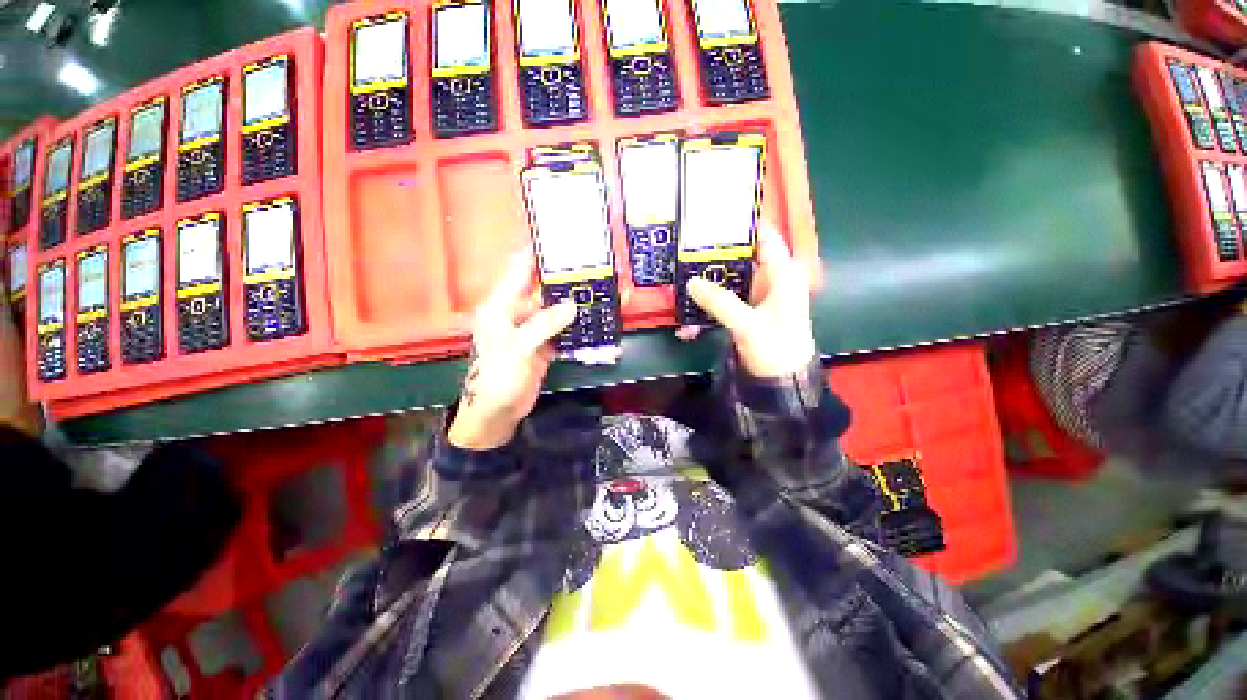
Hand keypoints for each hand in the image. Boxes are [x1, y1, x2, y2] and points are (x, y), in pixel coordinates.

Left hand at [448, 254, 576, 450]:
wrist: (498, 413)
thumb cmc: (497, 378)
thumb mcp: (516, 349)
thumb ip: (543, 325)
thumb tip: (573, 306)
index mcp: (501, 306)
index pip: (518, 271)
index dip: (535, 254)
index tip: (558, 239)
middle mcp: (517, 313)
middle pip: (542, 290)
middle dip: (564, 280)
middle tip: (590, 267)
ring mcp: (532, 330)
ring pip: (555, 310)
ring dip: (575, 304)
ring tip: (598, 292)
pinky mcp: (543, 345)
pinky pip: (562, 330)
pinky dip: (577, 327)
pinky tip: (594, 322)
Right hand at [681, 223, 816, 377]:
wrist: (784, 383)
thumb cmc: (777, 350)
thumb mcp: (748, 325)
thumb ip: (720, 302)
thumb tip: (691, 282)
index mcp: (782, 273)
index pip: (764, 236)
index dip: (742, 224)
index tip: (712, 217)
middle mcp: (770, 279)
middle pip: (739, 257)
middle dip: (712, 257)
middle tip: (683, 251)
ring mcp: (756, 296)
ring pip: (727, 281)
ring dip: (704, 288)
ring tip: (679, 289)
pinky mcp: (745, 311)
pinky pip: (722, 303)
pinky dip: (706, 311)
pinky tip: (688, 327)